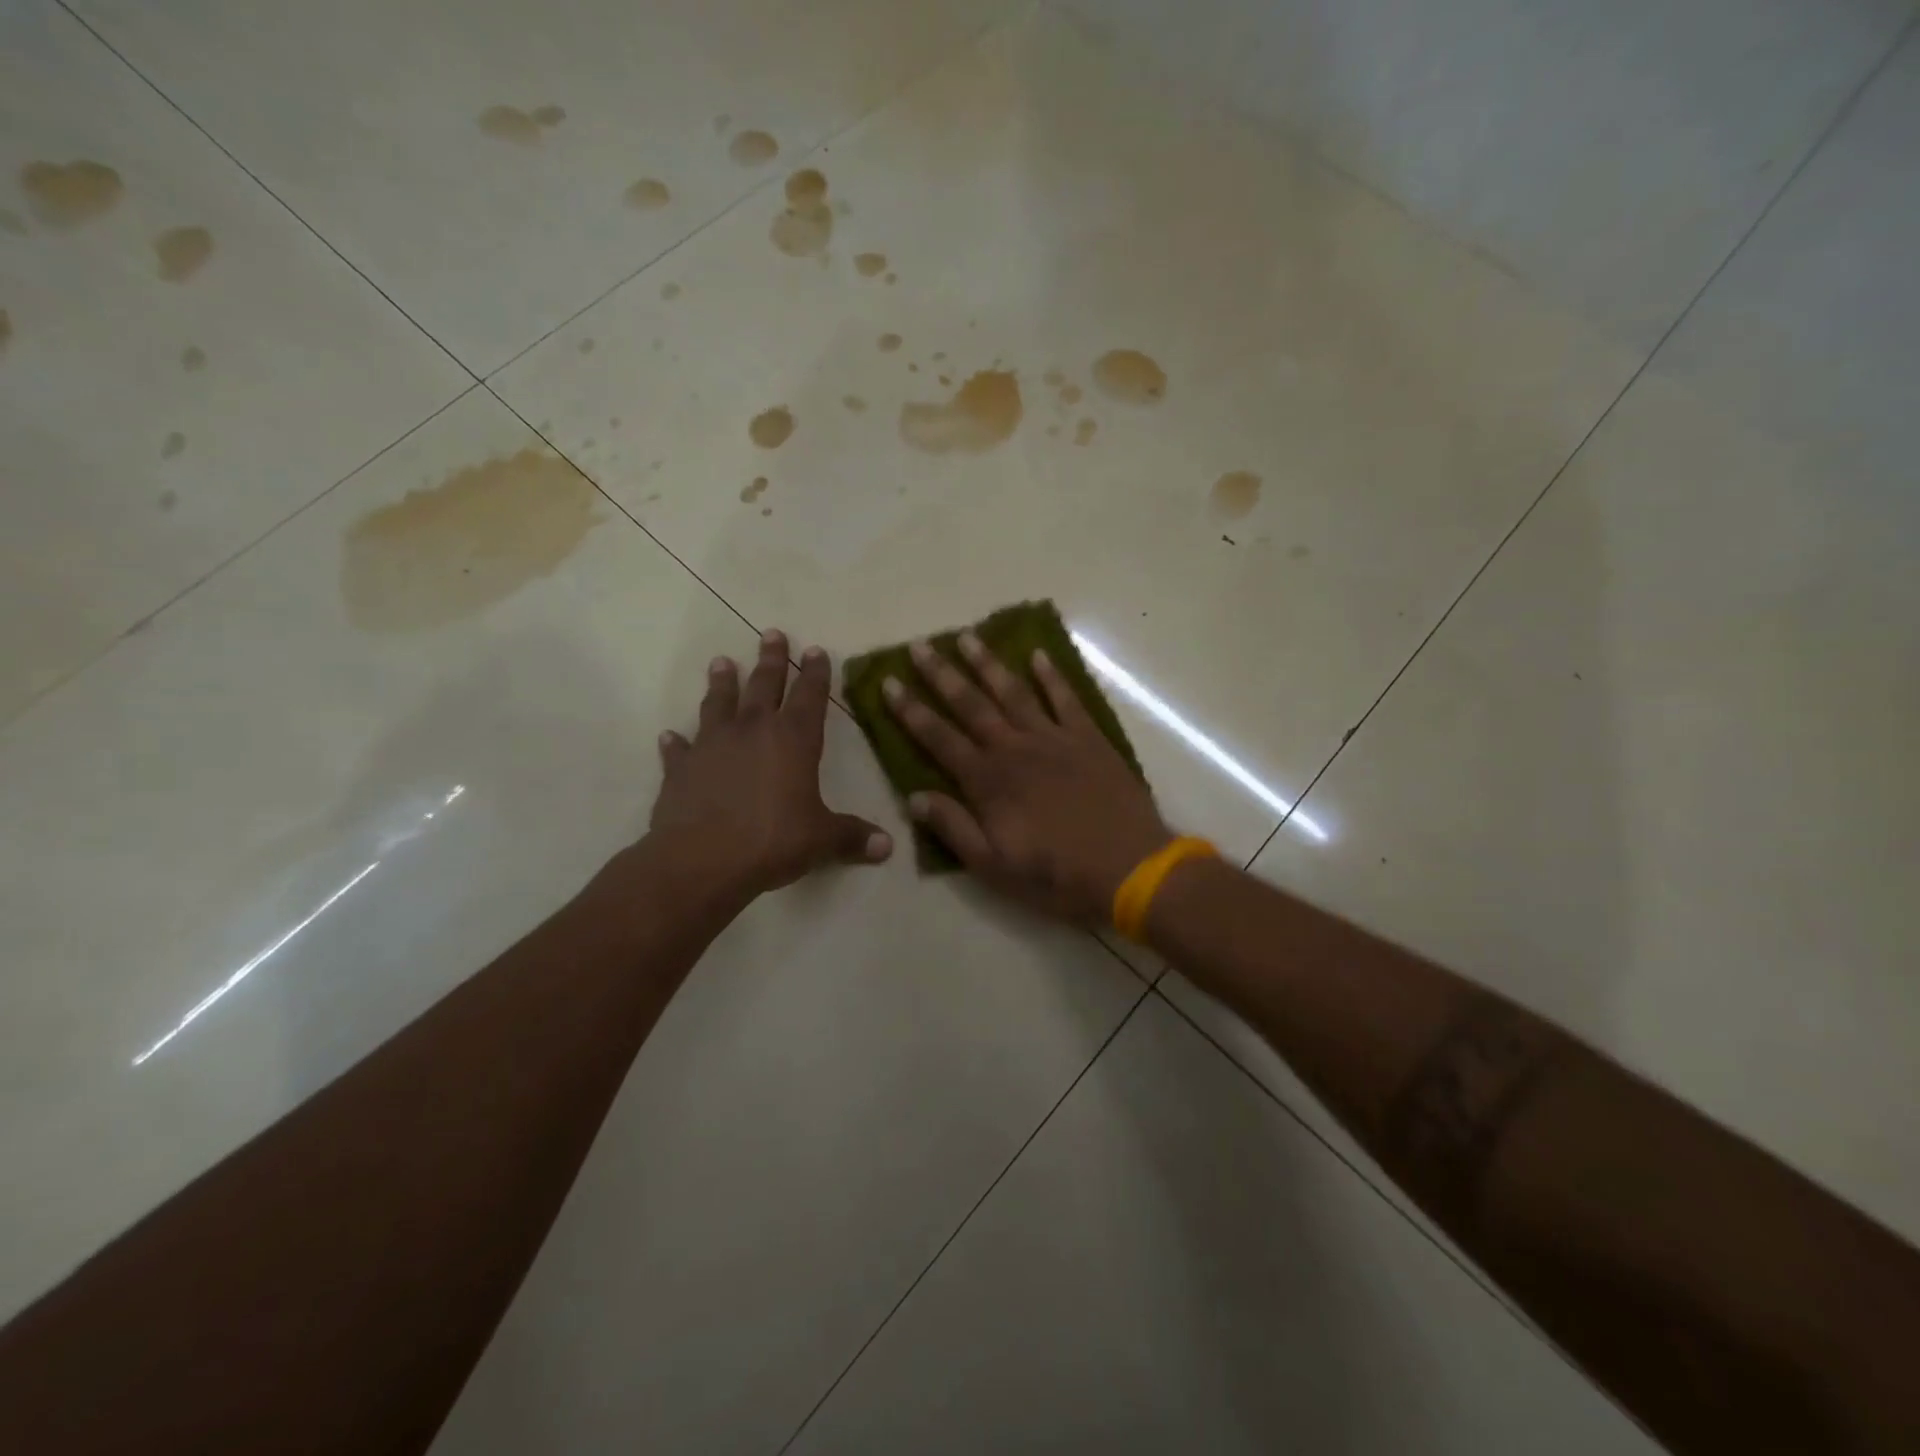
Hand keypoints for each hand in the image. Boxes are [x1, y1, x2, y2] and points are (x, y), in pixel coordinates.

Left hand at [650, 629, 891, 898]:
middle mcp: (752, 731)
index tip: (816, 650)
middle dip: (771, 659)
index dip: (816, 673)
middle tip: (771, 633)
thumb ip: (853, 837)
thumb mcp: (821, 840)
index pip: (810, 696)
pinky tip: (669, 735)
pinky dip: (676, 742)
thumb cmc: (772, 841)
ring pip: (718, 703)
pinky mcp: (680, 768)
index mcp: (793, 740)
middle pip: (764, 685)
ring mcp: (712, 746)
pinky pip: (679, 749)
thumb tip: (888, 847)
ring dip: (722, 682)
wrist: (701, 860)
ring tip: (722, 661)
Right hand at [884, 633, 1172, 921]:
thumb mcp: (994, 867)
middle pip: (971, 704)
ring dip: (988, 664)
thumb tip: (914, 798)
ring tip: (968, 637)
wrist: (1129, 867)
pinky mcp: (1089, 738)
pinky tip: (1038, 654)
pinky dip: (1051, 675)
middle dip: (942, 675)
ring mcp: (1054, 738)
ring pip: (1014, 692)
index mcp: (988, 781)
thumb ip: (954, 828)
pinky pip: (1066, 698)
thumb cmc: (1056, 874)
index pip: (939, 738)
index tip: (889, 682)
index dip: (911, 710)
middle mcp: (1015, 748)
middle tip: (920, 646)